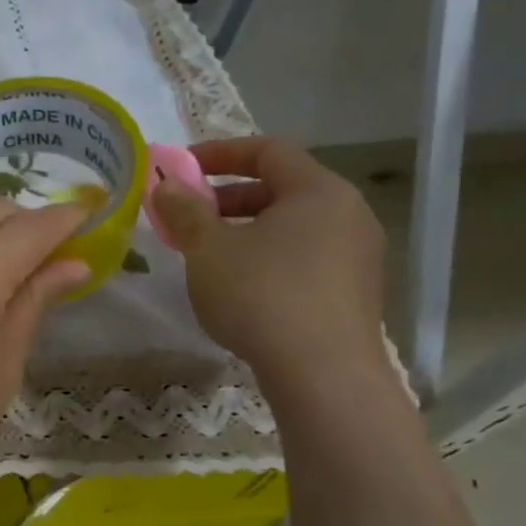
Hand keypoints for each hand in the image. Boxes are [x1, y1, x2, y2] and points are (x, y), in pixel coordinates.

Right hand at [152, 137, 386, 384]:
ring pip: (294, 227)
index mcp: (318, 191)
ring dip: (247, 230)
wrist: (323, 374)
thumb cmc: (261, 296)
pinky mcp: (356, 293)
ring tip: (209, 255)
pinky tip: (242, 288)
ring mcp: (359, 255)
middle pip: (282, 188)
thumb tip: (166, 185)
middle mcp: (349, 214)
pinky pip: (306, 258)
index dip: (220, 153)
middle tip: (189, 216)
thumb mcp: (208, 249)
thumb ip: (185, 211)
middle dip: (228, 197)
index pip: (268, 150)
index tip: (181, 168)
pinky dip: (270, 258)